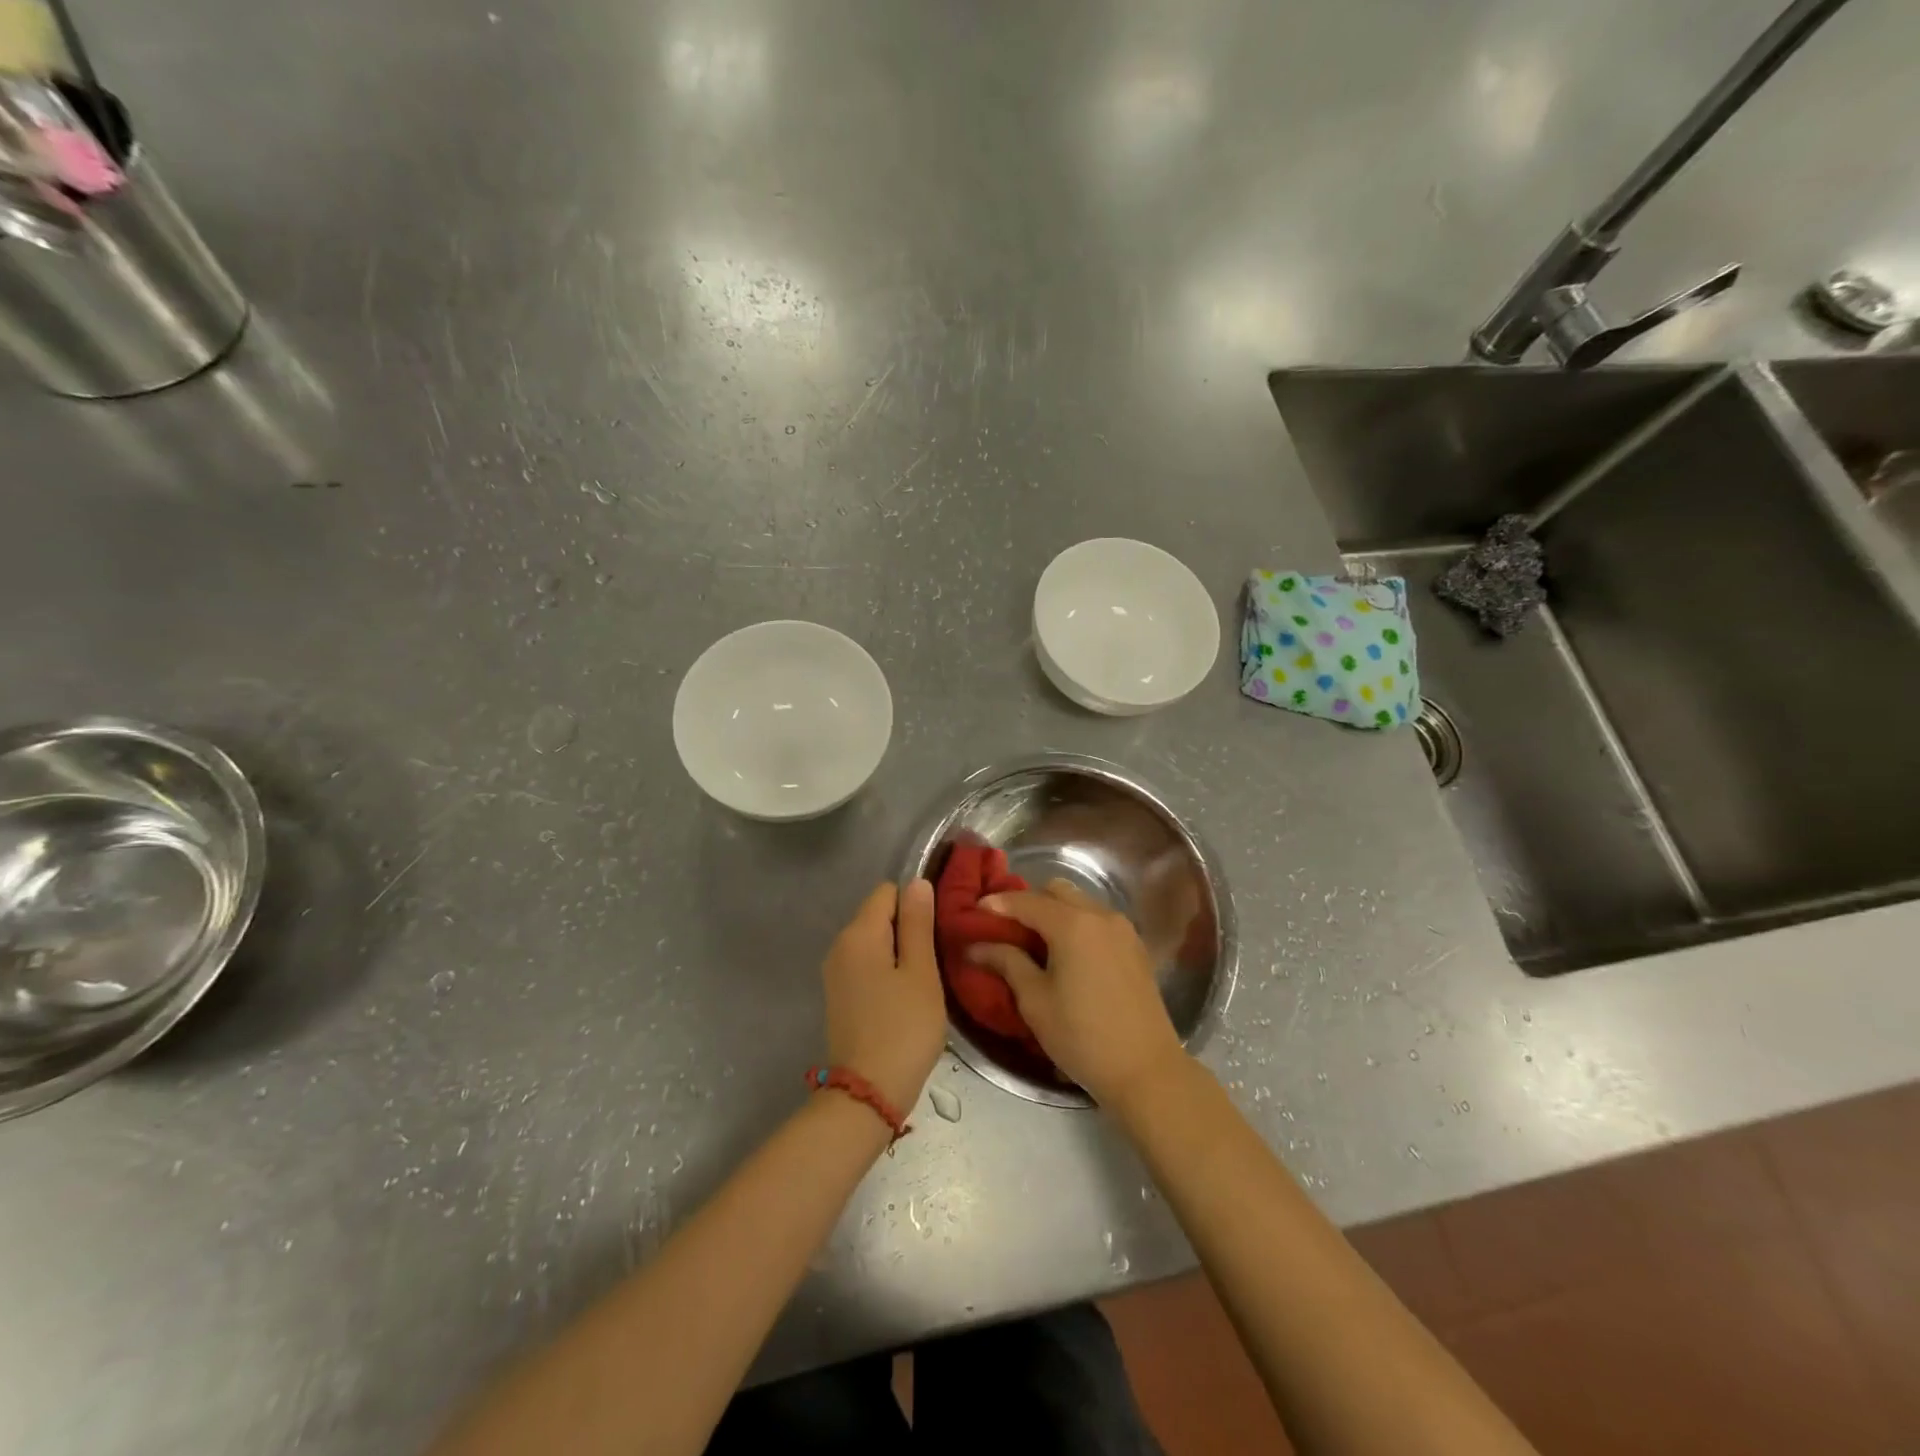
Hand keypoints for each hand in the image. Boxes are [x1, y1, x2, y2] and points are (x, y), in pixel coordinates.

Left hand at [821, 879, 945, 1115]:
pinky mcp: (840, 995)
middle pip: (879, 915)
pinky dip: (887, 971)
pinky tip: (906, 997)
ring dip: (901, 952)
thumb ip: (918, 924)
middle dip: (909, 928)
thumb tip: (917, 882)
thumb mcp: (921, 972)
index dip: (916, 904)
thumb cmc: (903, 1028)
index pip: (888, 892)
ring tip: (926, 979)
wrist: (867, 1093)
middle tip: (938, 958)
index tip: (938, 931)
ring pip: (875, 942)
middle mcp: (840, 945)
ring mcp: (836, 972)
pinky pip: (867, 965)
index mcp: (858, 933)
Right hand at [967, 880, 1187, 1107]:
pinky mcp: (1135, 946)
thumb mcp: (1035, 1001)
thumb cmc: (1082, 1036)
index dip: (998, 904)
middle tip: (1007, 927)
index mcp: (1072, 924)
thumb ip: (1007, 963)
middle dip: (1029, 902)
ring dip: (1055, 912)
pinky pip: (1098, 920)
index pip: (1026, 901)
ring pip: (1080, 902)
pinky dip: (1077, 924)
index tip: (974, 911)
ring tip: (1035, 942)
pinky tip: (1067, 954)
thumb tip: (977, 946)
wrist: (1146, 1070)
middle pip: (1056, 891)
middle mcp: (1100, 915)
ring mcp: (1123, 929)